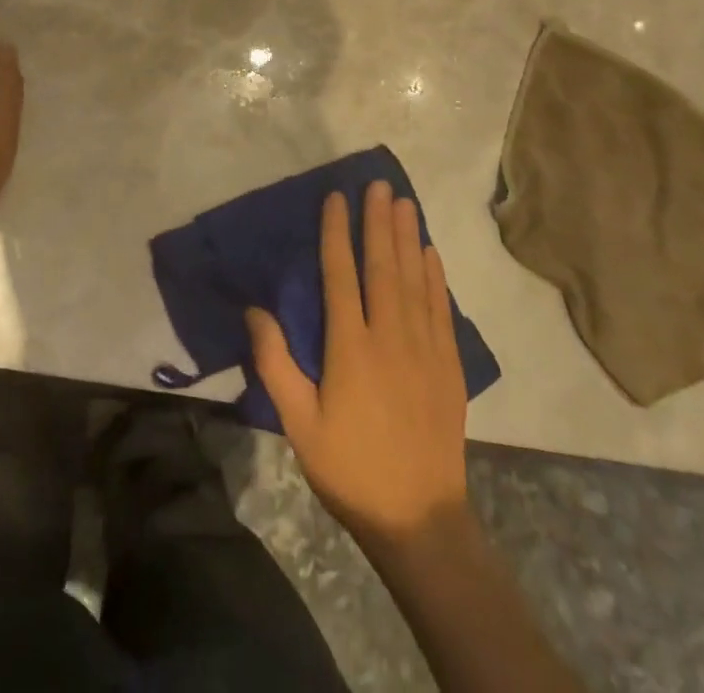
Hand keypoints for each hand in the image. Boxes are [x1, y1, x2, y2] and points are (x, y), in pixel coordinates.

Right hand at [247, 182, 470, 552]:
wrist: (418, 518)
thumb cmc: (349, 468)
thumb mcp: (299, 423)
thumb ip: (275, 363)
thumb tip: (255, 309)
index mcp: (350, 347)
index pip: (341, 274)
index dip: (337, 233)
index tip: (337, 198)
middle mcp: (390, 336)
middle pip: (384, 266)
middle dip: (379, 222)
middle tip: (378, 185)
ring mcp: (425, 348)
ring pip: (416, 280)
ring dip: (409, 237)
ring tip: (405, 203)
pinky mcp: (449, 365)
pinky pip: (442, 308)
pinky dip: (436, 276)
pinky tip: (431, 253)